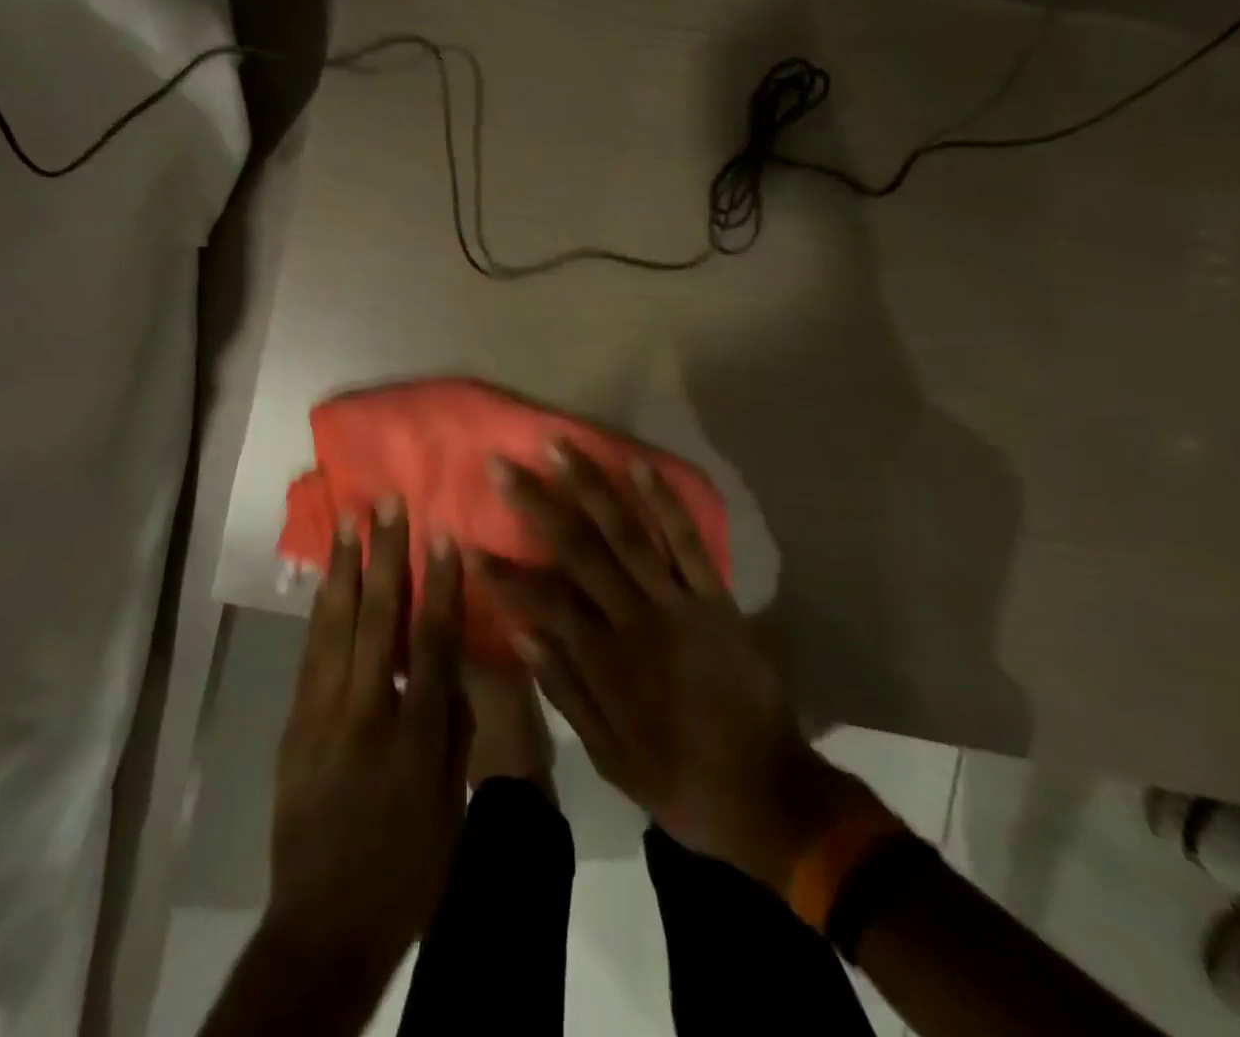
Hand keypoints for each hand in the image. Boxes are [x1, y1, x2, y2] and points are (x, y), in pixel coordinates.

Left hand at [267, 501, 469, 975]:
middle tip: (385, 505)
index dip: (438, 585)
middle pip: (376, 619)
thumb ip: (452, 731)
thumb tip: (451, 670)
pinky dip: (320, 609)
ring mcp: (321, 713)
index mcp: (413, 736)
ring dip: (343, 568)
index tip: (442, 536)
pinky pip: (310, 651)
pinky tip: (326, 580)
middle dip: (383, 556)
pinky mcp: (295, 721)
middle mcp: (364, 711)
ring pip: (333, 624)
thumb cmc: (405, 870)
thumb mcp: (449, 806)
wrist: (323, 924)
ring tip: (347, 522)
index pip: (430, 643)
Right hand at [477, 445, 862, 889]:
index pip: (543, 600)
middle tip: (502, 465)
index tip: (468, 541)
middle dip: (535, 504)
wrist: (771, 794)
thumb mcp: (610, 758)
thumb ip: (565, 691)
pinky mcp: (716, 598)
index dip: (503, 572)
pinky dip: (664, 502)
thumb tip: (521, 633)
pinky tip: (639, 465)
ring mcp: (678, 603)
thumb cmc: (681, 780)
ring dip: (591, 486)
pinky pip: (687, 542)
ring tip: (560, 446)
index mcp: (606, 660)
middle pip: (578, 549)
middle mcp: (635, 619)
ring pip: (627, 532)